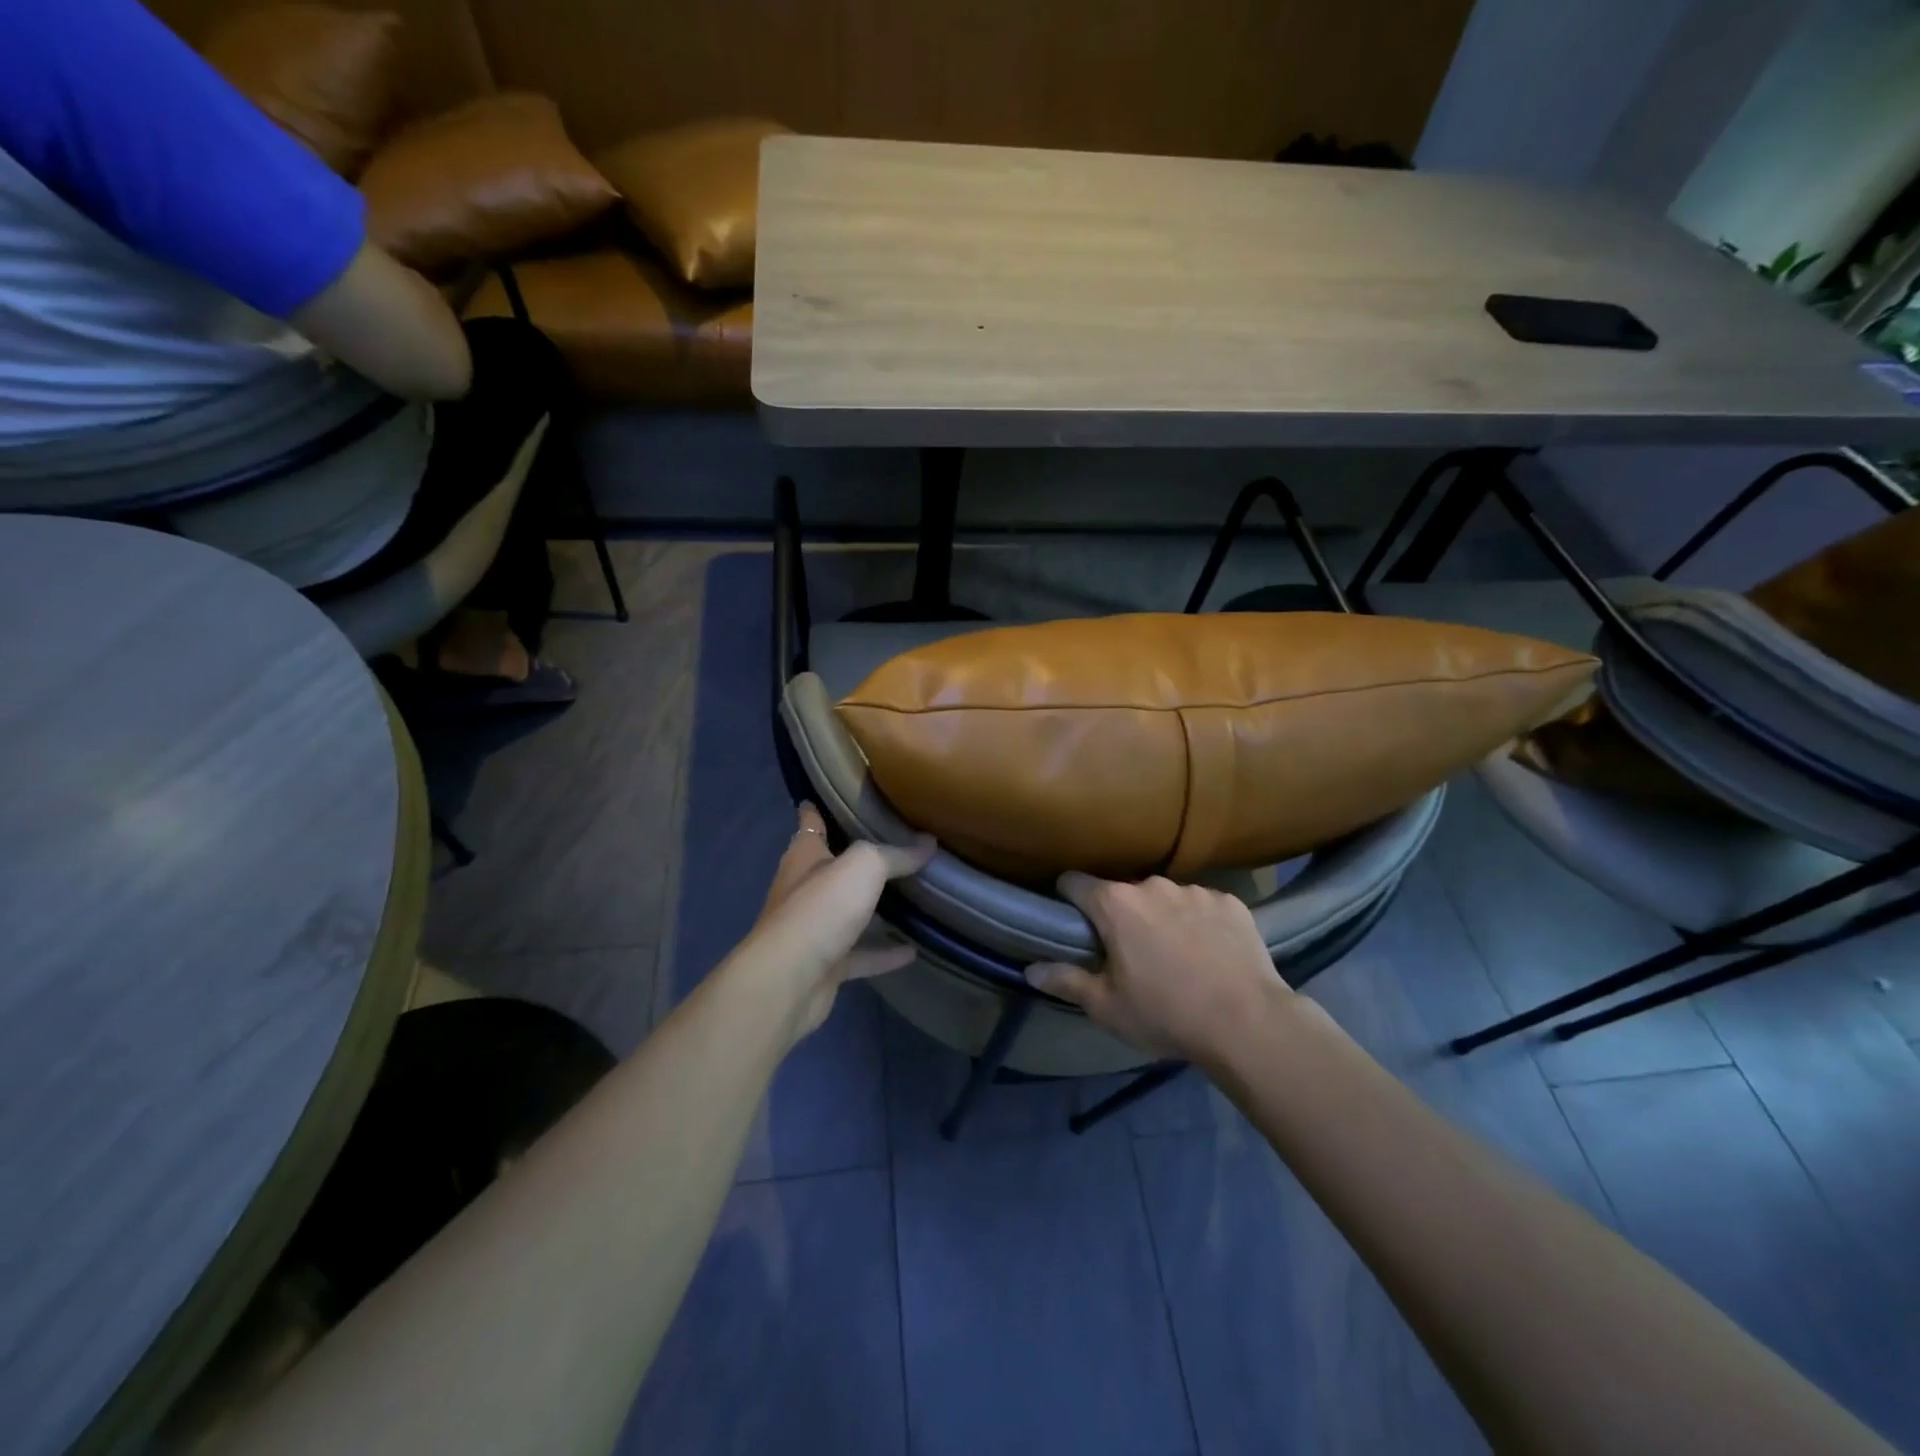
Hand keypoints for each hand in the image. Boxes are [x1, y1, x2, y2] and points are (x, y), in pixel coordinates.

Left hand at [748, 803, 935, 1035]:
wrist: (789, 981)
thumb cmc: (820, 908)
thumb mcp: (863, 867)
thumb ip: (896, 854)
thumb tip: (928, 842)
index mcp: (805, 857)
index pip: (810, 823)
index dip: (817, 809)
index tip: (830, 795)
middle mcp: (805, 889)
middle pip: (832, 867)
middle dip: (856, 858)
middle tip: (894, 843)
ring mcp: (814, 929)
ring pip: (848, 912)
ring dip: (872, 907)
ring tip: (910, 895)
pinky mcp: (826, 964)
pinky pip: (861, 954)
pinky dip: (884, 952)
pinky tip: (913, 950)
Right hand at [1026, 873, 1285, 1062]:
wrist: (1248, 1023)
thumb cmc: (1166, 1014)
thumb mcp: (1107, 1007)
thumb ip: (1066, 982)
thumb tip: (1030, 969)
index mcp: (1115, 904)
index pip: (1075, 882)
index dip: (1068, 898)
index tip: (1071, 919)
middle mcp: (1152, 885)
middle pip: (1124, 893)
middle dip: (1122, 916)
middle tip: (1131, 954)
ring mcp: (1195, 890)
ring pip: (1166, 899)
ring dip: (1163, 919)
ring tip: (1178, 957)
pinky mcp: (1230, 902)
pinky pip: (1204, 906)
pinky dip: (1201, 924)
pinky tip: (1211, 955)